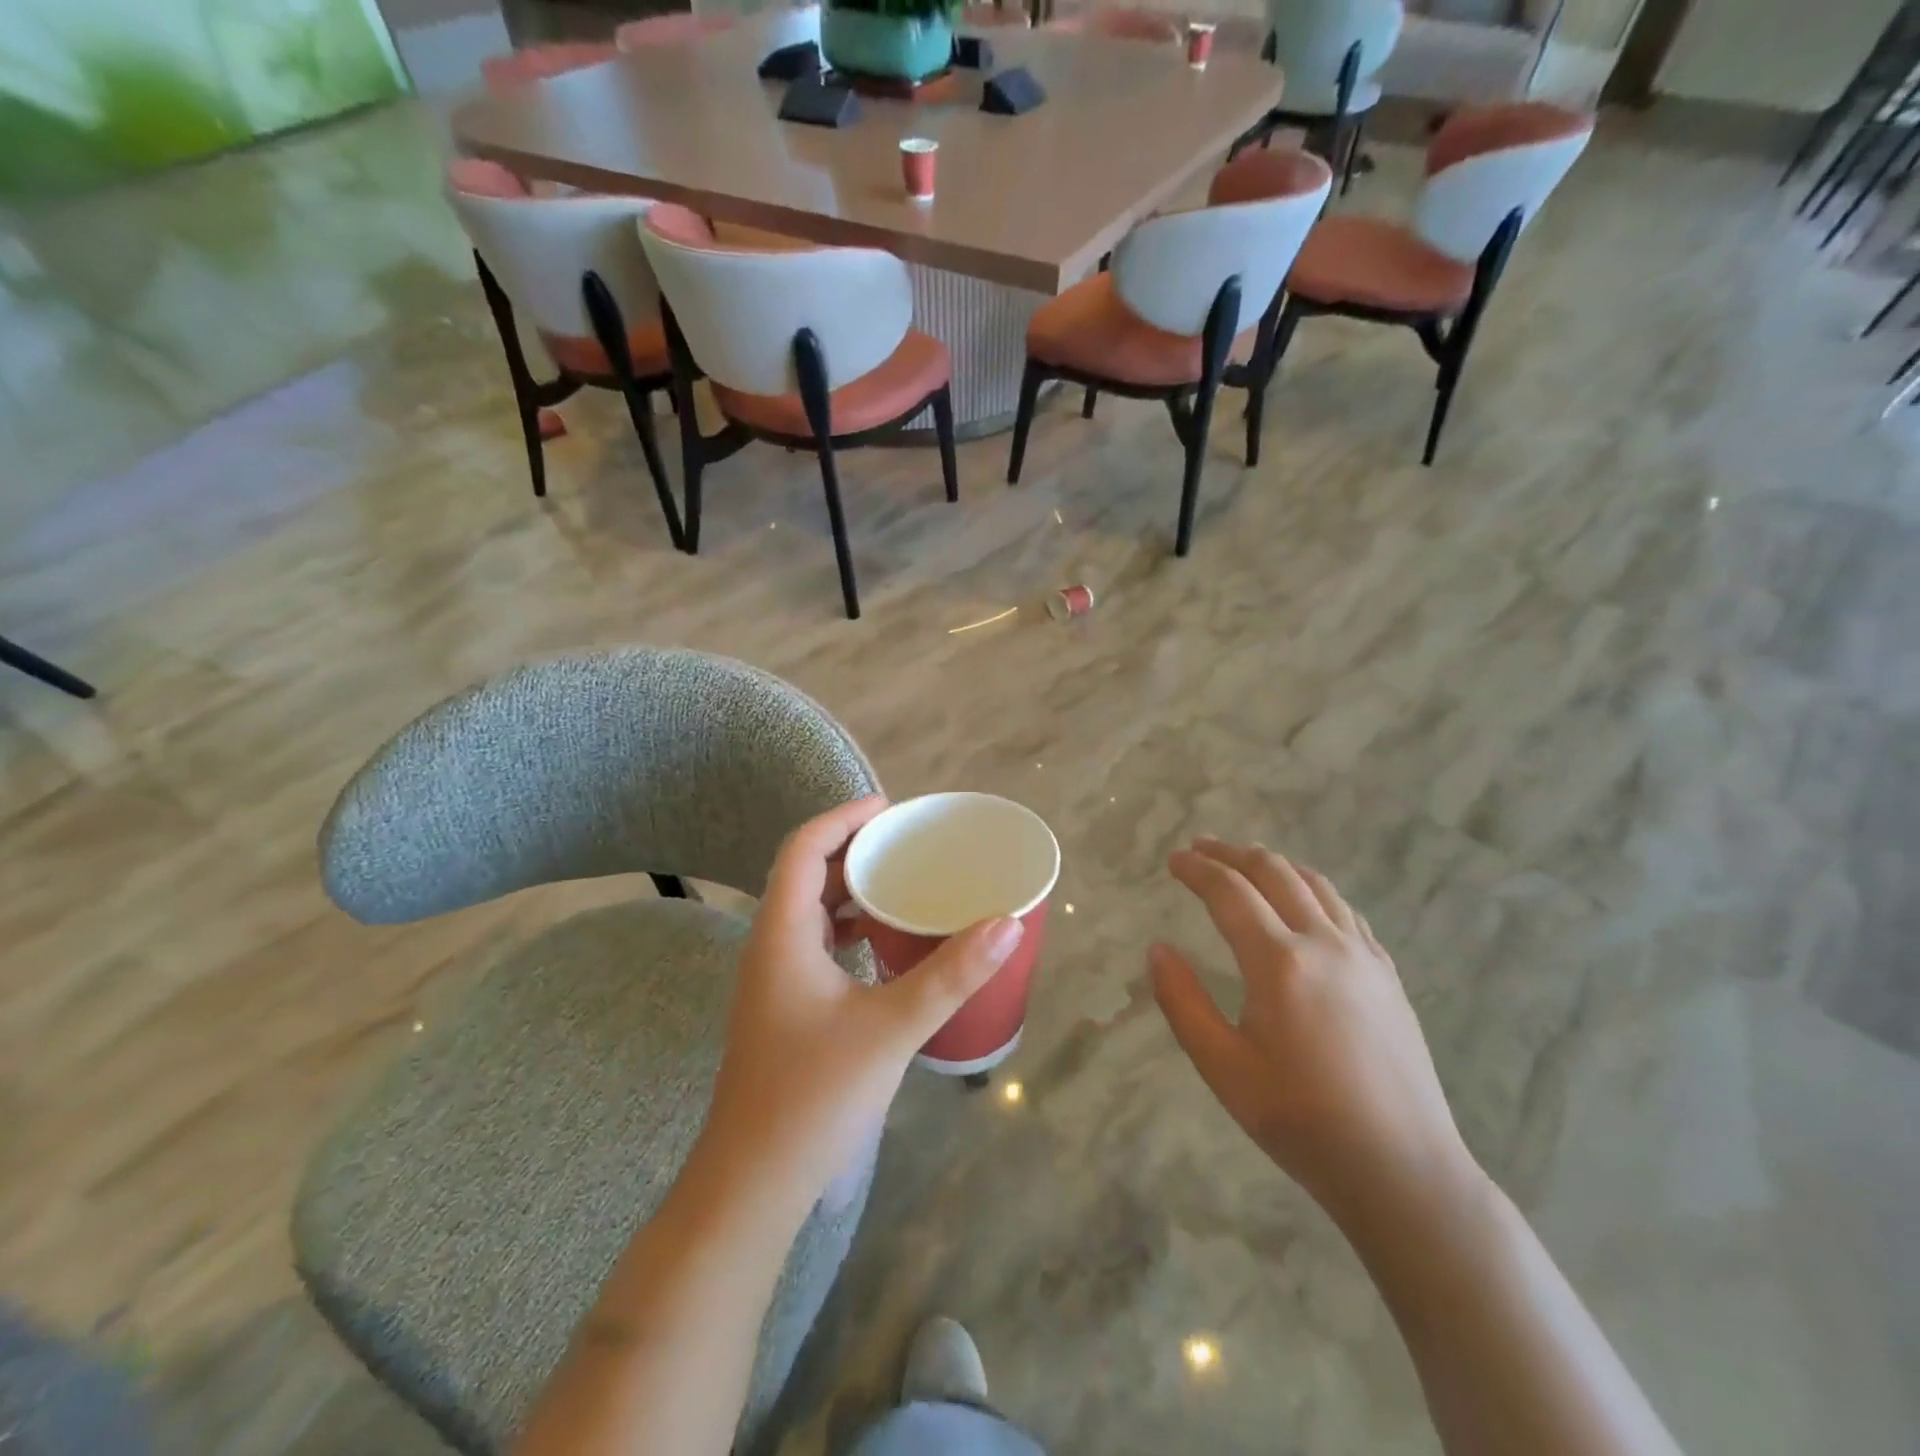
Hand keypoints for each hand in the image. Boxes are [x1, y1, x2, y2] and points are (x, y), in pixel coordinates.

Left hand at [696, 797, 1025, 1210]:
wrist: (752, 1184)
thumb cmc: (814, 1097)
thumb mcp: (891, 1028)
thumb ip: (950, 974)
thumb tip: (1006, 923)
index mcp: (782, 934)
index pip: (803, 848)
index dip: (843, 817)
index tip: (891, 809)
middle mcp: (770, 946)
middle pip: (805, 873)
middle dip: (852, 848)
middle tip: (906, 843)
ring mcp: (772, 979)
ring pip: (809, 910)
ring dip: (849, 889)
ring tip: (901, 881)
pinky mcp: (783, 1007)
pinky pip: (815, 943)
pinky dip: (848, 926)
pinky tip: (884, 943)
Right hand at [1151, 838, 1472, 1220]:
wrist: (1401, 1169)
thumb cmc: (1300, 1120)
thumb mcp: (1223, 1067)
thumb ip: (1183, 1002)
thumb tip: (1158, 949)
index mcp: (1279, 962)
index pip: (1229, 893)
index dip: (1197, 870)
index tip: (1173, 859)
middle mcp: (1323, 943)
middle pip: (1274, 873)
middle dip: (1232, 854)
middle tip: (1201, 848)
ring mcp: (1363, 956)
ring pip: (1315, 884)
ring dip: (1274, 864)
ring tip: (1246, 860)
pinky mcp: (1387, 974)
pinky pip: (1345, 910)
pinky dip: (1313, 889)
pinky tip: (1304, 900)